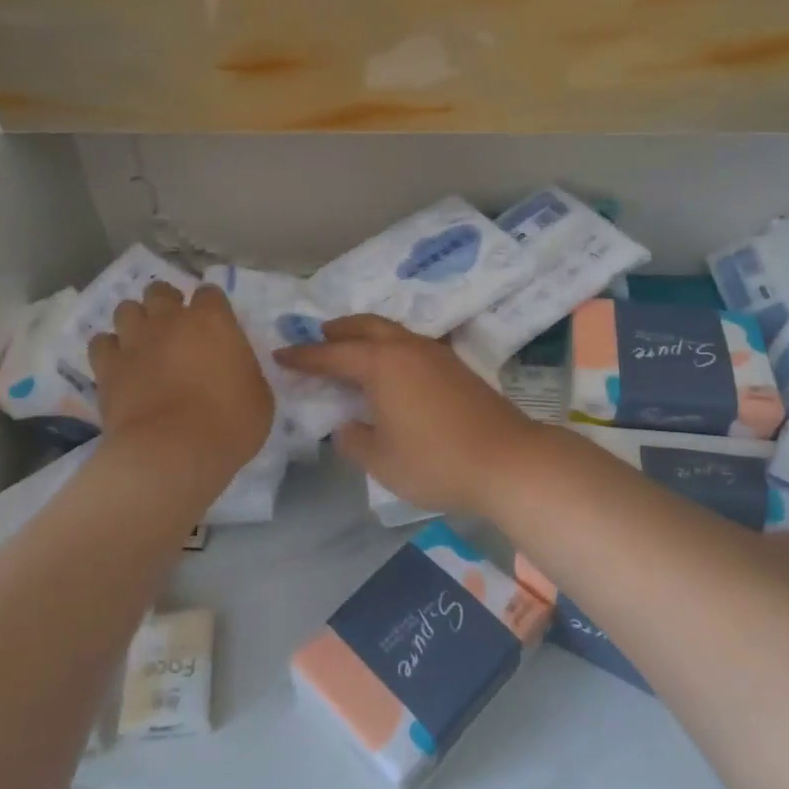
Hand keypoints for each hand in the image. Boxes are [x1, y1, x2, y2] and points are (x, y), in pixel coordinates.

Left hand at [89, 283, 272, 482]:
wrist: (172, 453)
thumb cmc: (229, 424)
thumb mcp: (259, 396)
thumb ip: (243, 371)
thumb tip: (233, 369)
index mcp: (213, 321)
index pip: (209, 293)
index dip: (211, 307)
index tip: (214, 326)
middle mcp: (170, 321)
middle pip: (160, 291)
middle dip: (166, 303)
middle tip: (174, 328)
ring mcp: (134, 341)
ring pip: (126, 309)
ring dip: (135, 321)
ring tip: (143, 342)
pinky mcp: (108, 367)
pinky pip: (101, 343)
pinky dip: (110, 349)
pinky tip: (119, 364)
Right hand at [275, 315, 542, 515]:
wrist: (507, 460)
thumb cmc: (435, 461)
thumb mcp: (381, 461)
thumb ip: (354, 440)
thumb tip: (346, 426)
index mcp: (381, 364)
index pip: (332, 355)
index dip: (304, 356)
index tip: (281, 354)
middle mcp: (407, 348)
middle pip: (366, 327)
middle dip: (339, 330)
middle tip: (320, 336)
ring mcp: (436, 354)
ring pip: (393, 331)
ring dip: (368, 335)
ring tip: (353, 348)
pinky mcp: (456, 366)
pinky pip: (412, 344)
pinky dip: (392, 346)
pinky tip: (394, 367)